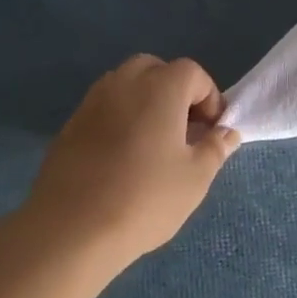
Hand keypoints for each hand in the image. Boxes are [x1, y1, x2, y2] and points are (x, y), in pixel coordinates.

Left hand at [26, 56, 240, 264]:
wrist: (72, 228)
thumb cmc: (145, 199)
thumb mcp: (195, 178)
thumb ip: (215, 148)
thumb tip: (227, 132)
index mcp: (159, 88)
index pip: (192, 73)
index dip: (209, 98)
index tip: (212, 131)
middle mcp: (123, 83)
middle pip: (155, 70)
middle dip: (175, 92)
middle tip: (183, 131)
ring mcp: (91, 102)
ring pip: (125, 85)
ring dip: (145, 102)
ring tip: (153, 144)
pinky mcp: (70, 125)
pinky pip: (103, 108)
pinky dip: (119, 119)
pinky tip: (122, 158)